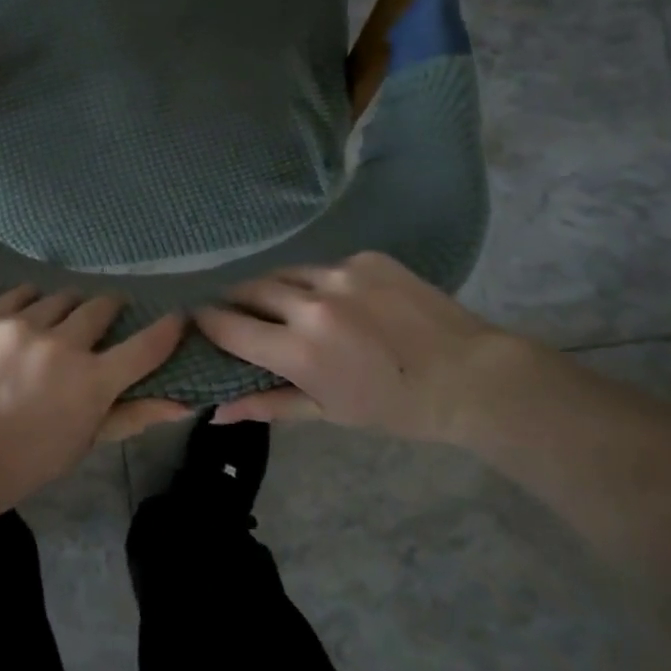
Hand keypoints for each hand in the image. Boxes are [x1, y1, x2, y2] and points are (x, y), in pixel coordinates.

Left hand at [0, 288, 190, 513]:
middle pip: (102, 306)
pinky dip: (32, 301)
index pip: (146, 345)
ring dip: (69, 308)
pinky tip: (29, 316)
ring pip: (63, 296)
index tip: (178, 316)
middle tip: (104, 322)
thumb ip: (134, 415)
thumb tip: (182, 403)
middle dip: (110, 310)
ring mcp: (23, 326)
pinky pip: (22, 292)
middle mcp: (62, 344)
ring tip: (60, 323)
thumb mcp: (87, 441)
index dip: (169, 328)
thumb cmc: (31, 459)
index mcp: (92, 381)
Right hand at [193, 252, 508, 438]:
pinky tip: (335, 300)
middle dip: (234, 301)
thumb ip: (267, 404)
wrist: (472, 376)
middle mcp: (311, 304)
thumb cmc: (396, 407)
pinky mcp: (364, 258)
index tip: (198, 322)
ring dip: (273, 288)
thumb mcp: (328, 412)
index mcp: (299, 351)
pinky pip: (321, 266)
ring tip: (282, 305)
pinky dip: (315, 282)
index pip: (228, 326)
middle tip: (235, 313)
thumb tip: (216, 412)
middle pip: (248, 289)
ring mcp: (340, 275)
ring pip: (283, 272)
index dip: (206, 322)